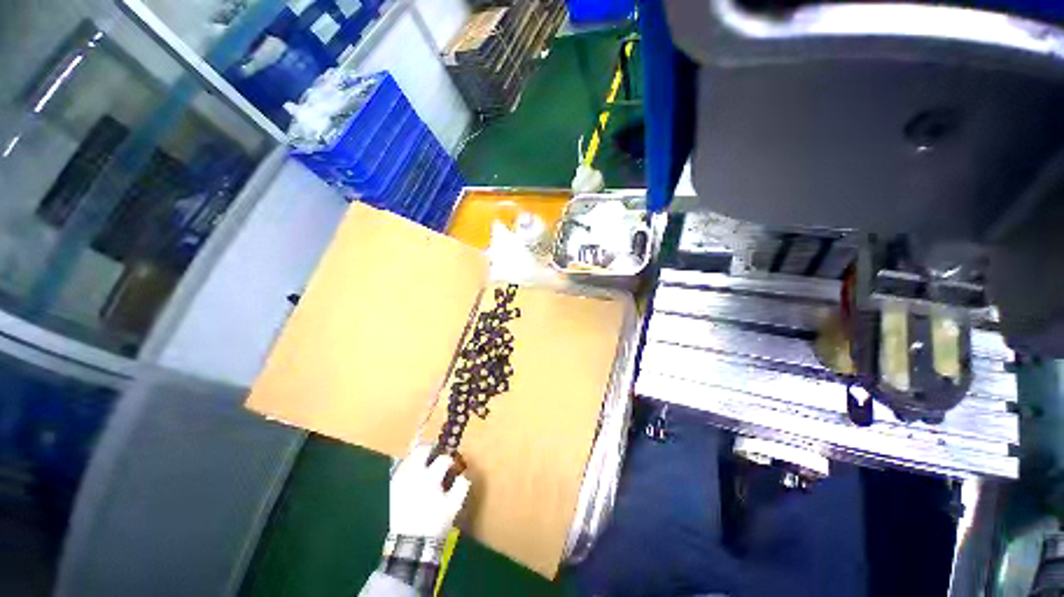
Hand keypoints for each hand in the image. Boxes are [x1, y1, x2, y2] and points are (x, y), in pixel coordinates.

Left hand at [389, 444, 470, 539]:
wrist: (410, 543)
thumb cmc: (435, 523)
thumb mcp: (454, 506)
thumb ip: (461, 486)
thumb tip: (463, 474)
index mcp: (430, 478)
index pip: (443, 459)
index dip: (450, 461)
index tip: (453, 466)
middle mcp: (414, 474)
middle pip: (422, 450)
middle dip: (432, 449)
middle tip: (438, 455)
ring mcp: (401, 479)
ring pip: (410, 455)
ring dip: (420, 455)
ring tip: (426, 461)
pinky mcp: (393, 486)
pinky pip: (401, 466)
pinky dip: (409, 463)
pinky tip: (415, 470)